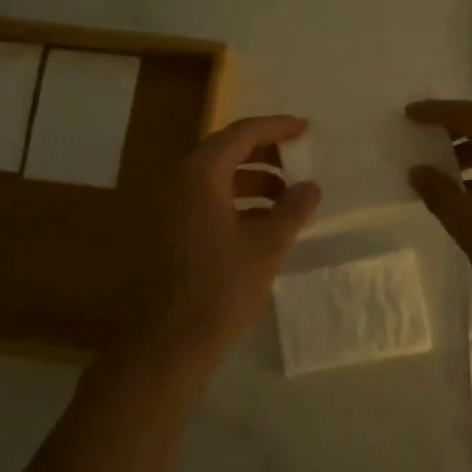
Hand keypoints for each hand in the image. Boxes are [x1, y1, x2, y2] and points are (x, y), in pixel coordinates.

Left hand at [133, 114, 320, 360]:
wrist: (167, 344)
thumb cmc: (221, 289)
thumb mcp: (267, 246)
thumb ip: (292, 209)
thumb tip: (311, 187)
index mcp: (198, 173)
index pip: (242, 133)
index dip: (277, 128)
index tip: (306, 129)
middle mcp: (174, 179)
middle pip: (225, 151)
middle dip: (265, 155)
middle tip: (299, 165)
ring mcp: (163, 205)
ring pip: (212, 178)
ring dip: (250, 181)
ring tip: (286, 199)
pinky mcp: (161, 229)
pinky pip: (200, 199)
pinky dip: (231, 202)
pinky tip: (259, 222)